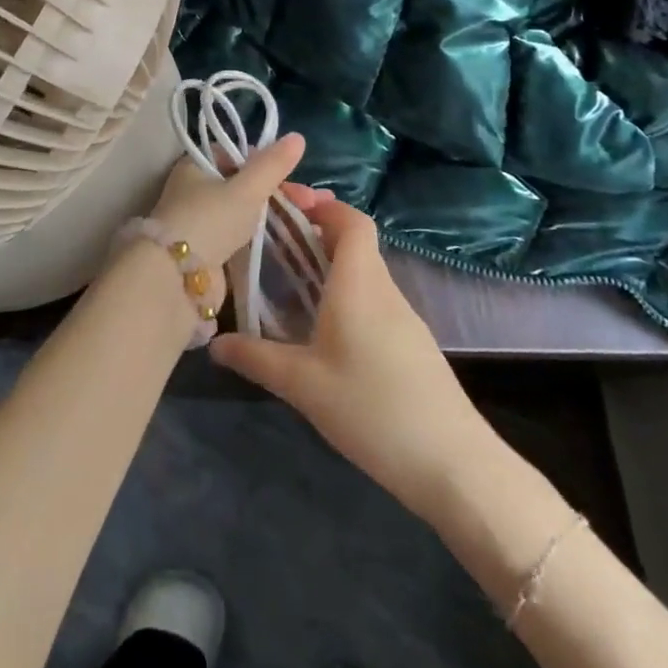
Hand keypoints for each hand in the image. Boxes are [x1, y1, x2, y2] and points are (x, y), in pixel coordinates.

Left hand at [146, 134, 307, 285]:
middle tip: (311, 203)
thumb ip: (272, 165)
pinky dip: (262, 236)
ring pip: (243, 211)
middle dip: (277, 191)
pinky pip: (240, 237)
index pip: (233, 154)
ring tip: (309, 222)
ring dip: (274, 215)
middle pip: (242, 184)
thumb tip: (298, 136)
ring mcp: (200, 223)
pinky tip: (287, 241)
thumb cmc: (210, 220)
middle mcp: (194, 191)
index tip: (290, 174)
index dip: (263, 161)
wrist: (178, 279)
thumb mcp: (246, 189)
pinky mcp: (208, 252)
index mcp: (195, 166)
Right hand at [210, 198, 499, 523]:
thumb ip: (256, 358)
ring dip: (330, 264)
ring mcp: (403, 318)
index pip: (349, 220)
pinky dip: (345, 294)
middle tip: (274, 240)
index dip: (320, 204)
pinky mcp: (411, 345)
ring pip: (364, 272)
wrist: (453, 464)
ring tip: (289, 280)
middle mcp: (383, 289)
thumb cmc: (372, 408)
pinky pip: (373, 300)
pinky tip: (322, 329)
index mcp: (358, 282)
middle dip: (316, 231)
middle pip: (355, 241)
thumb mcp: (303, 385)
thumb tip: (214, 342)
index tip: (285, 203)